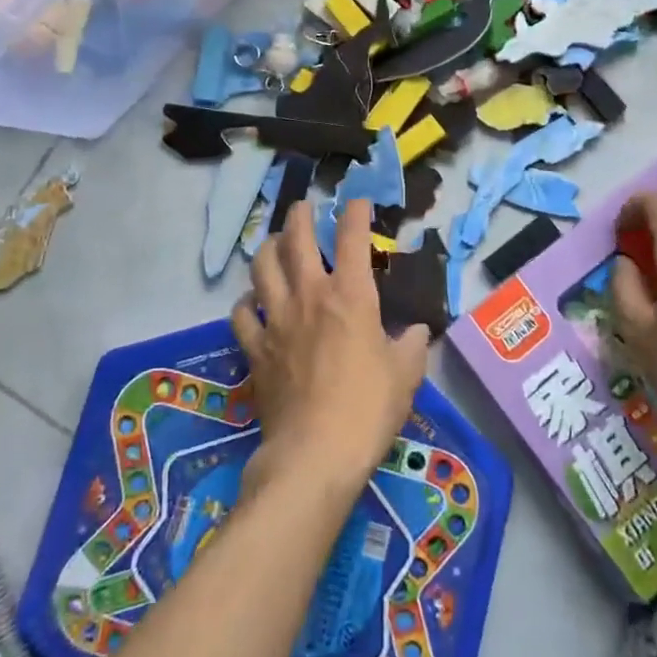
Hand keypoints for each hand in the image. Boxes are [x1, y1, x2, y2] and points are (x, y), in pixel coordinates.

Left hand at [233, 200, 430, 499]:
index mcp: (350, 295)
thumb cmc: (368, 409)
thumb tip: (415, 331)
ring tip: (275, 243)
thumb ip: (412, 345)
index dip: (354, 212)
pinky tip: (253, 302)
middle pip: (296, 239)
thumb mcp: (406, 375)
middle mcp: (309, 296)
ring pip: (262, 267)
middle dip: (300, 216)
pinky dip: (246, 302)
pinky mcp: (255, 350)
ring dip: (268, 248)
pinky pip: (241, 315)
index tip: (357, 201)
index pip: (351, 237)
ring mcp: (276, 321)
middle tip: (304, 207)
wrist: (314, 455)